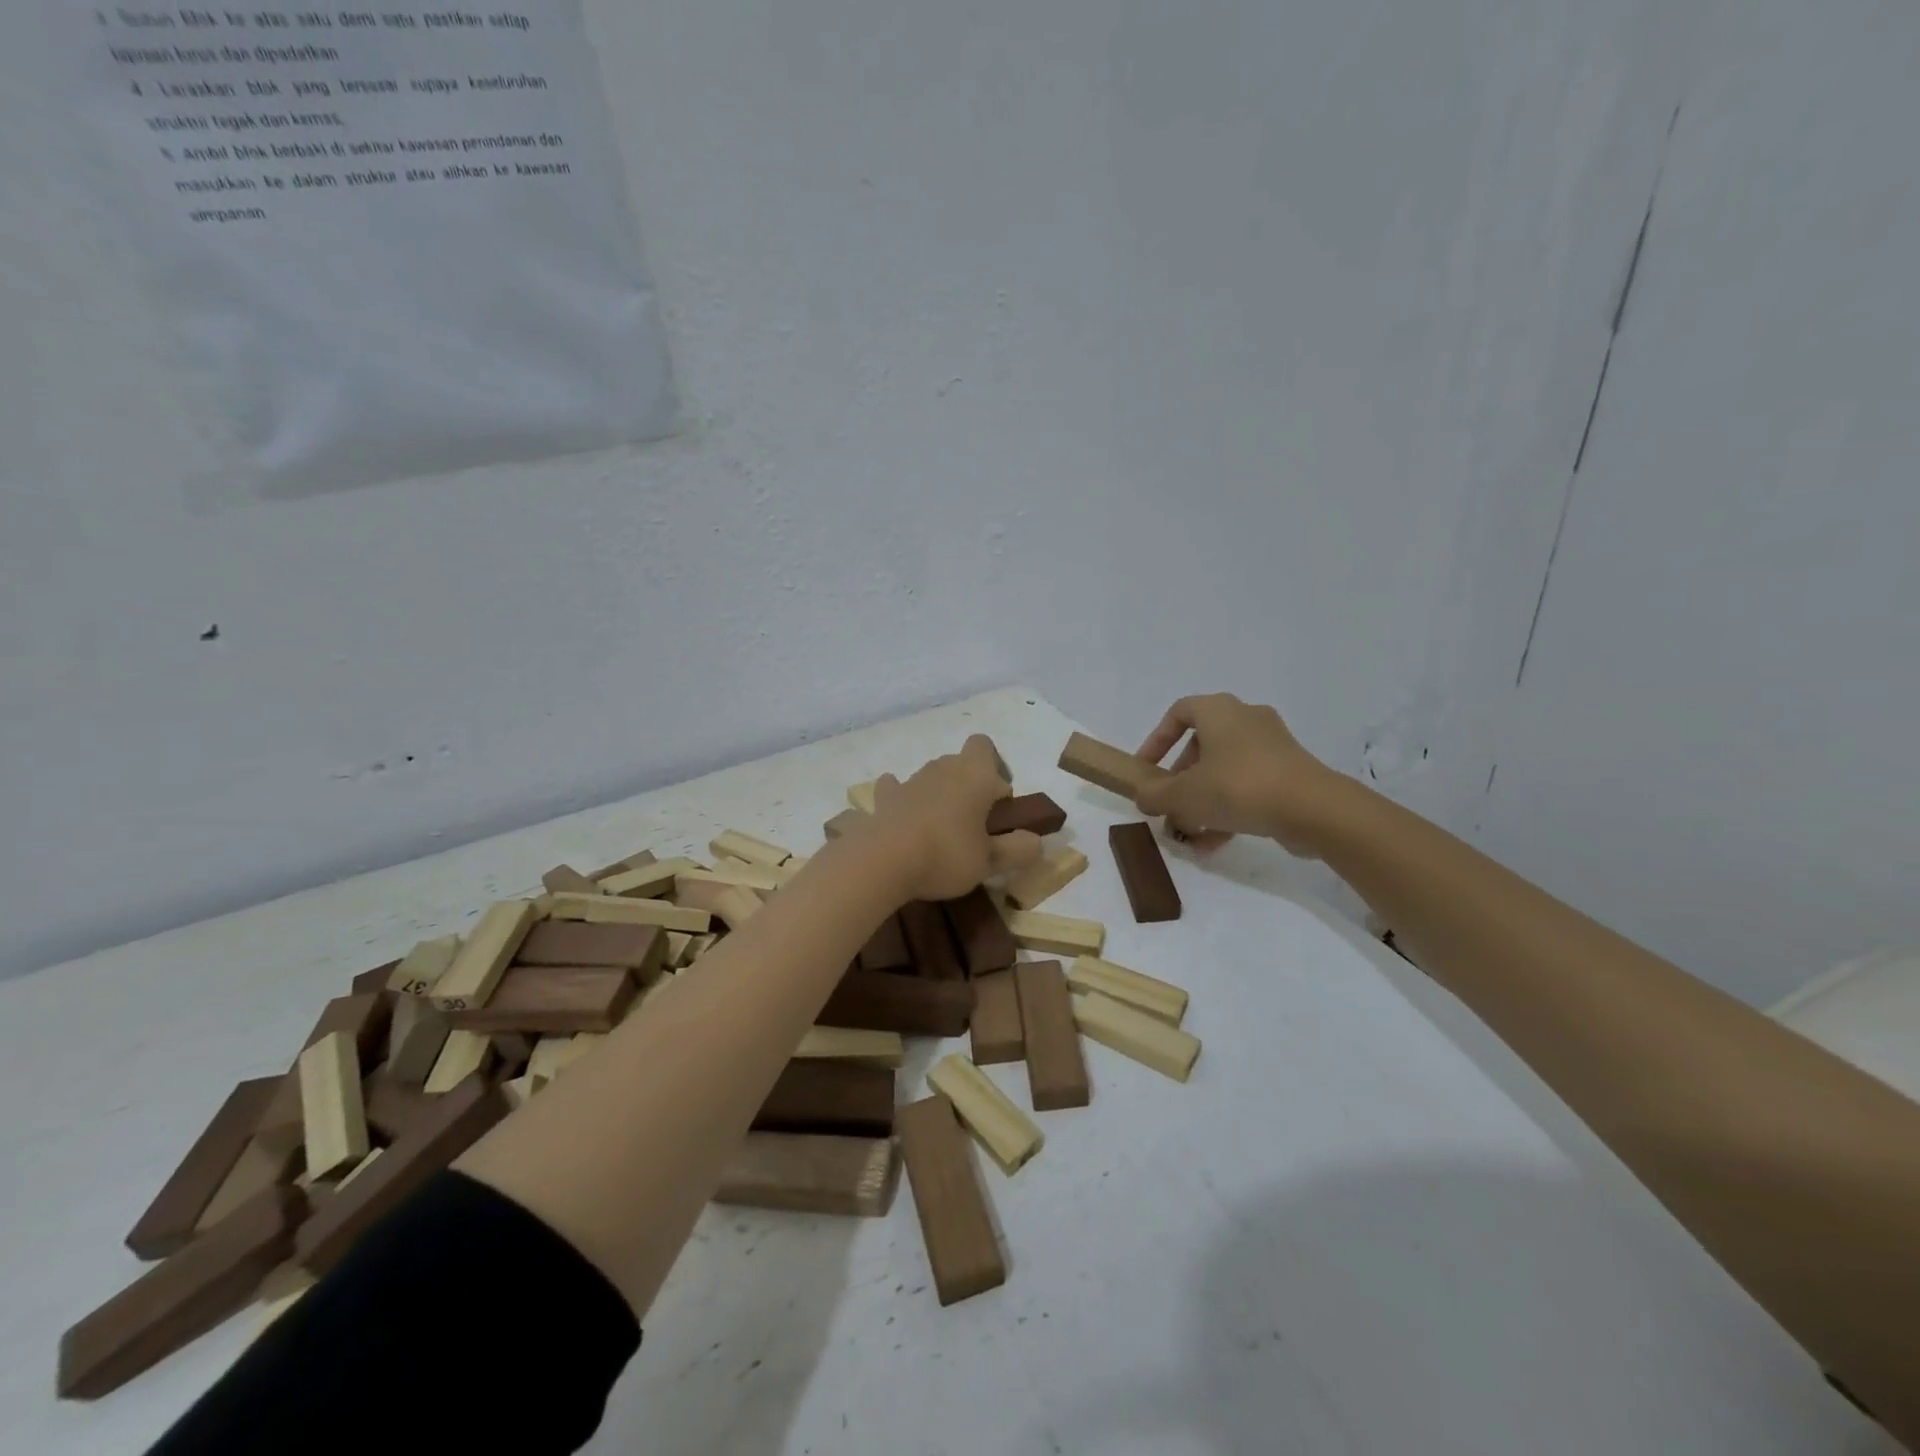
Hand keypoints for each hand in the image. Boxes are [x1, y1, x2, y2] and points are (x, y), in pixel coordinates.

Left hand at [869, 735, 1041, 901]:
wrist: (883, 860)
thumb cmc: (946, 854)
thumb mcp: (990, 861)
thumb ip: (1017, 850)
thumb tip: (1036, 842)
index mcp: (974, 774)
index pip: (985, 746)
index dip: (994, 768)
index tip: (997, 801)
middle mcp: (942, 768)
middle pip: (960, 763)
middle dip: (969, 786)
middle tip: (975, 824)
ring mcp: (910, 781)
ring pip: (931, 777)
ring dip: (939, 795)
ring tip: (942, 831)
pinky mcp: (884, 799)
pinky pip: (896, 789)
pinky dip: (904, 799)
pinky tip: (906, 818)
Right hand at [1134, 694, 1348, 855]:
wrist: (1313, 809)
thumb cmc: (1238, 787)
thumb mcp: (1183, 795)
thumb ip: (1154, 795)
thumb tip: (1143, 797)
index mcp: (1219, 711)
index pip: (1178, 713)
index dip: (1156, 740)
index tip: (1146, 769)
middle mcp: (1246, 719)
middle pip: (1201, 745)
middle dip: (1180, 778)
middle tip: (1168, 804)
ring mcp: (1272, 746)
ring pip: (1224, 769)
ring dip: (1202, 799)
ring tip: (1188, 831)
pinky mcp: (1290, 773)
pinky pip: (1248, 786)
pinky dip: (1228, 809)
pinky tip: (1212, 844)